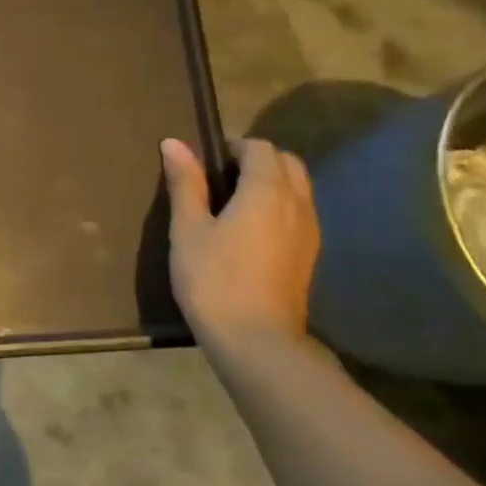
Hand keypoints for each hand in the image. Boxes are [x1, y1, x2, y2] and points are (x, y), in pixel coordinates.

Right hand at [159, 137, 318, 349]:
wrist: (257, 342)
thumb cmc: (213, 279)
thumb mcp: (188, 229)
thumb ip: (185, 183)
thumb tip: (175, 143)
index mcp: (266, 191)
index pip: (260, 148)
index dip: (233, 147)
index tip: (207, 166)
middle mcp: (297, 204)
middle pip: (287, 163)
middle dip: (258, 161)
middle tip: (221, 180)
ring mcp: (309, 231)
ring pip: (299, 188)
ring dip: (272, 183)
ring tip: (235, 205)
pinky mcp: (310, 256)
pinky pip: (300, 213)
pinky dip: (281, 207)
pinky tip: (252, 232)